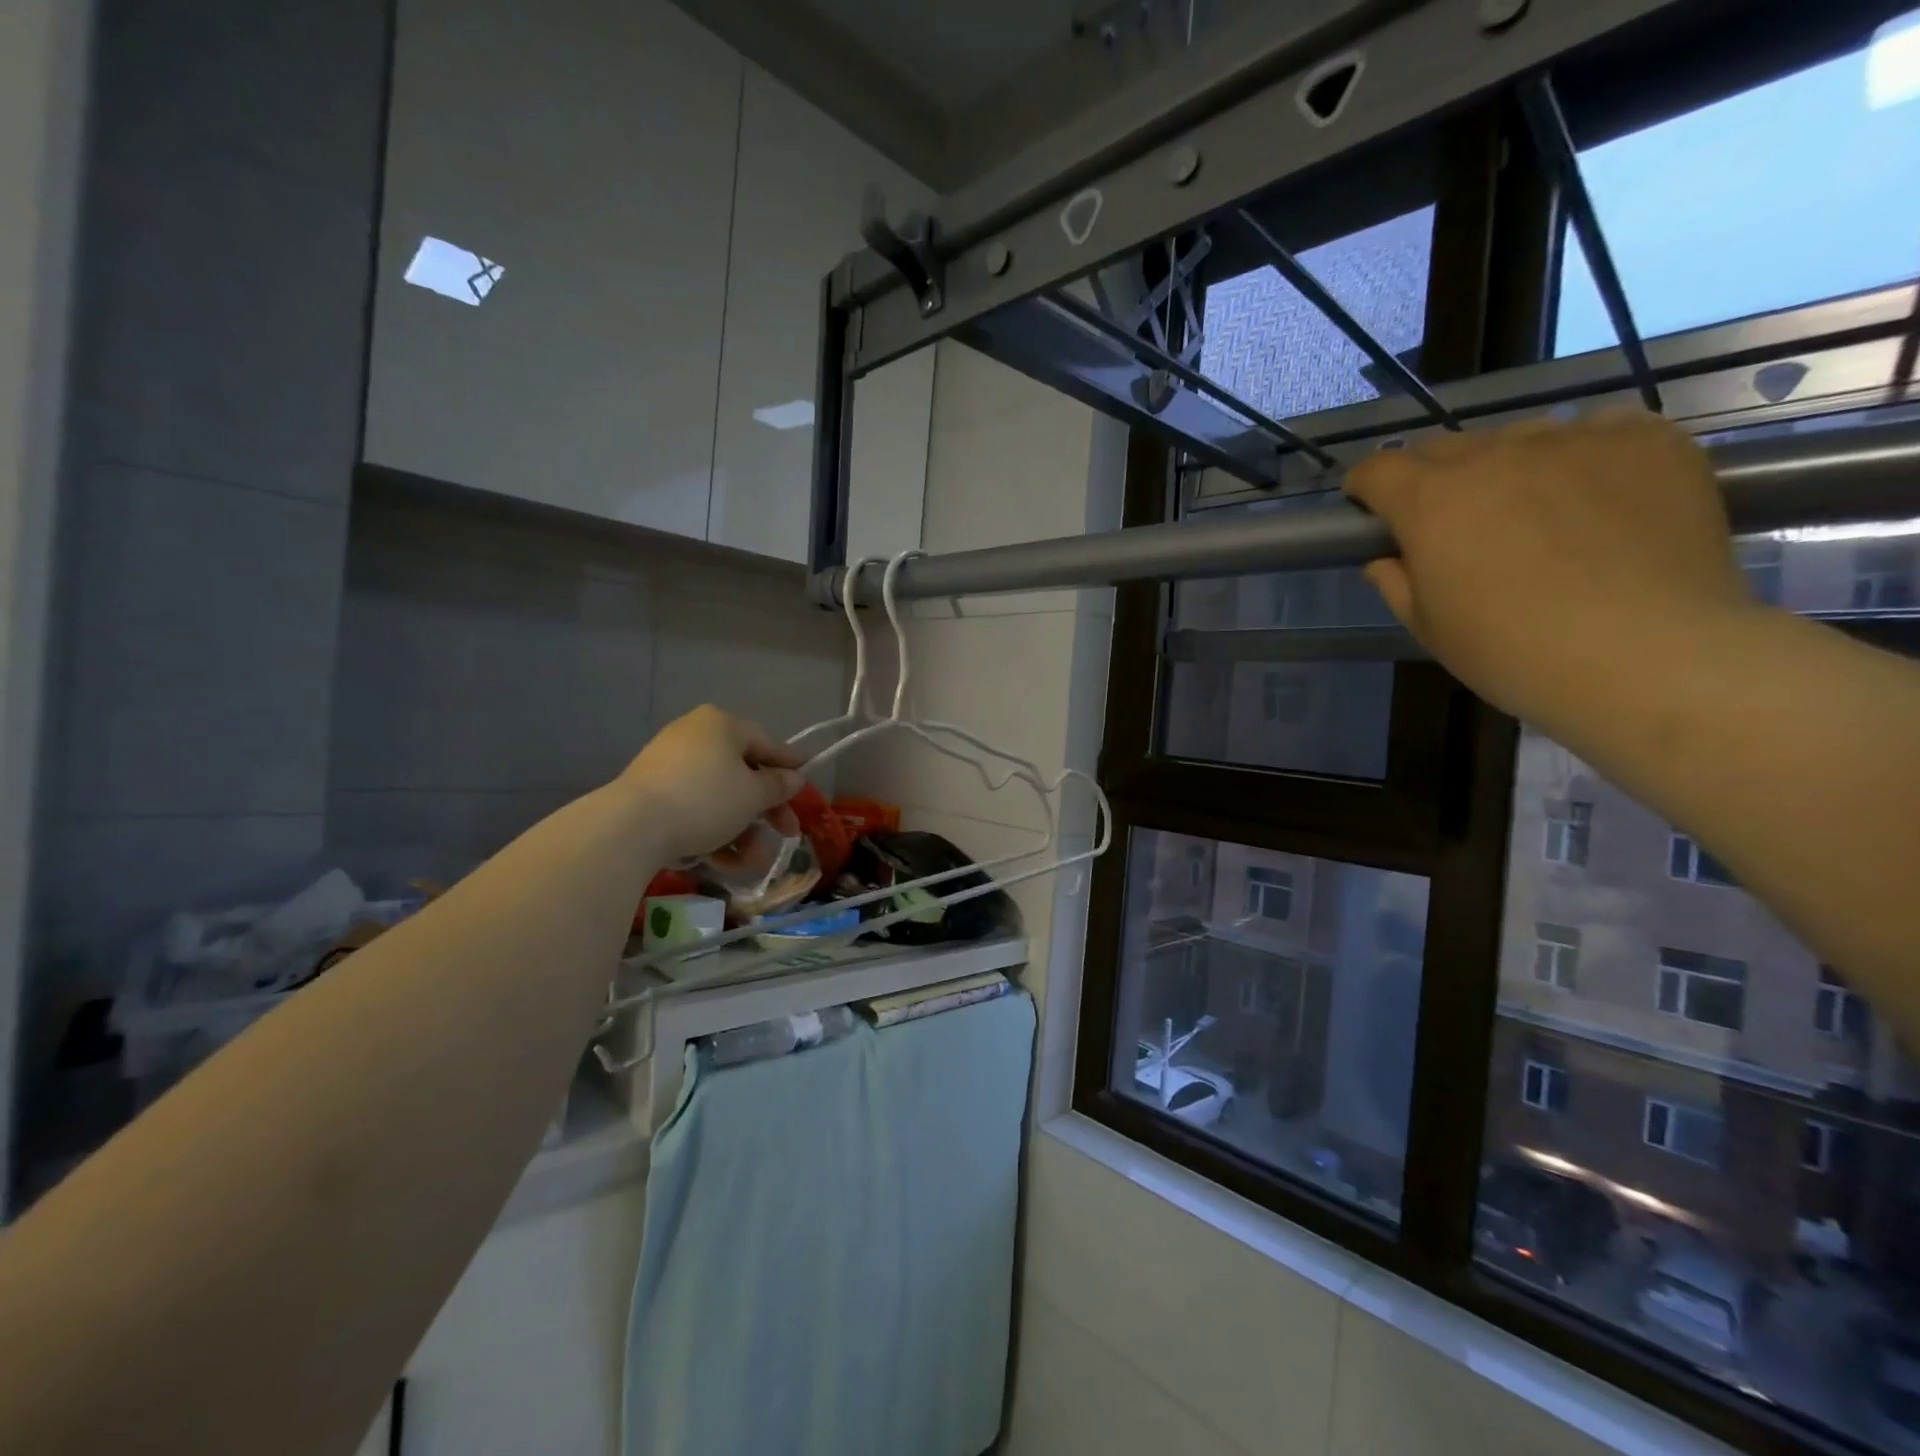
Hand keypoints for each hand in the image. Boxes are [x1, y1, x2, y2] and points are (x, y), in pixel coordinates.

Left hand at [618, 706, 806, 859]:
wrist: (632, 826)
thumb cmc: (705, 799)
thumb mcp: (753, 795)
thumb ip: (778, 786)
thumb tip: (794, 778)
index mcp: (721, 725)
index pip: (766, 742)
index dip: (789, 764)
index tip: (806, 780)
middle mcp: (695, 736)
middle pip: (743, 773)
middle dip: (766, 810)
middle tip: (787, 833)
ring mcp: (669, 764)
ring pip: (719, 796)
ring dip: (743, 830)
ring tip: (753, 862)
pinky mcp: (652, 793)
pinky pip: (694, 808)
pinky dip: (713, 831)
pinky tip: (725, 863)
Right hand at [1343, 412, 1756, 728]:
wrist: (1648, 656)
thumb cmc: (1513, 653)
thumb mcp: (1430, 628)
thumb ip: (1397, 584)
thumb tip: (1387, 560)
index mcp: (1431, 502)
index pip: (1378, 468)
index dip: (1366, 487)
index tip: (1371, 510)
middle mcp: (1495, 455)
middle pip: (1446, 447)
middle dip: (1434, 479)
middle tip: (1453, 522)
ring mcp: (1575, 440)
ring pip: (1521, 438)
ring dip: (1509, 467)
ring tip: (1535, 511)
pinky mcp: (1647, 440)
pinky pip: (1599, 430)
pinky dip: (1584, 454)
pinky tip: (1598, 496)